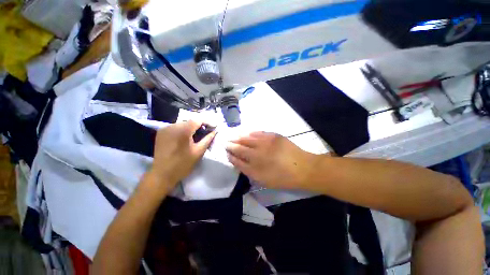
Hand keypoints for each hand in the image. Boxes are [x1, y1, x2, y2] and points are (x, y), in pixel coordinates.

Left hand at [148, 121, 215, 192]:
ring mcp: (165, 128)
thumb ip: (208, 139)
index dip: (207, 122)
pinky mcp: (161, 132)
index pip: (198, 120)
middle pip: (190, 121)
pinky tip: (186, 138)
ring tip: (197, 136)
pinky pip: (175, 127)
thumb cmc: (183, 164)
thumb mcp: (199, 152)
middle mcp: (173, 126)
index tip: (214, 127)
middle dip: (200, 125)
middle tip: (206, 132)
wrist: (162, 174)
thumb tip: (215, 131)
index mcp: (183, 130)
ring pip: (183, 123)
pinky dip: (183, 130)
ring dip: (191, 128)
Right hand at [226, 132, 316, 189]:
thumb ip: (249, 170)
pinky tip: (247, 133)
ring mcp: (265, 142)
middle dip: (231, 145)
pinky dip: (250, 133)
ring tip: (233, 137)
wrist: (303, 168)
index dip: (231, 155)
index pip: (237, 159)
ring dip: (239, 137)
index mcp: (255, 166)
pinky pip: (258, 133)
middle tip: (226, 143)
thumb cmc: (283, 178)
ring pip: (247, 138)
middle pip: (240, 147)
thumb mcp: (263, 180)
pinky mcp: (273, 136)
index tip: (227, 152)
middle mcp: (258, 153)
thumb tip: (238, 161)